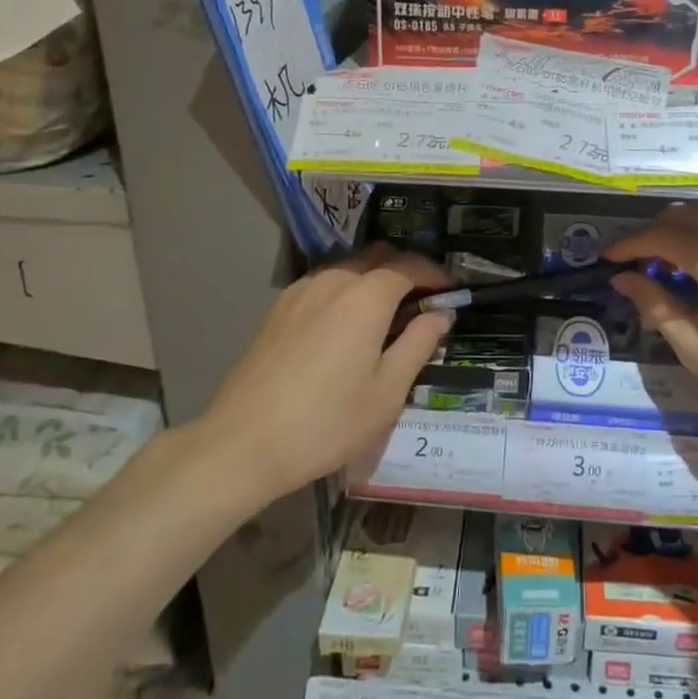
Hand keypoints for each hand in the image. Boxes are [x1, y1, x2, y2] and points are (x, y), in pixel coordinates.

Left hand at [198, 245, 452, 501]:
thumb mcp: (388, 391)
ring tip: (390, 315)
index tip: (454, 290)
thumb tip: (441, 314)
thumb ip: (419, 343)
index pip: (411, 266)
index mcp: (367, 296)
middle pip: (379, 256)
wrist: (243, 442)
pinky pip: (326, 283)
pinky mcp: (280, 307)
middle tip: (425, 301)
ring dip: (376, 279)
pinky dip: (348, 291)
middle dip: (407, 270)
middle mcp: (335, 279)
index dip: (436, 274)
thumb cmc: (327, 421)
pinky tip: (349, 325)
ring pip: (350, 268)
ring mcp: (302, 290)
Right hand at [608, 204, 697, 447]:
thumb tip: (624, 278)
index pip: (661, 235)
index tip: (608, 257)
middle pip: (689, 215)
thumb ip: (658, 305)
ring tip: (672, 256)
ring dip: (689, 225)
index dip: (630, 243)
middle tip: (637, 261)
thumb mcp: (696, 349)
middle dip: (656, 232)